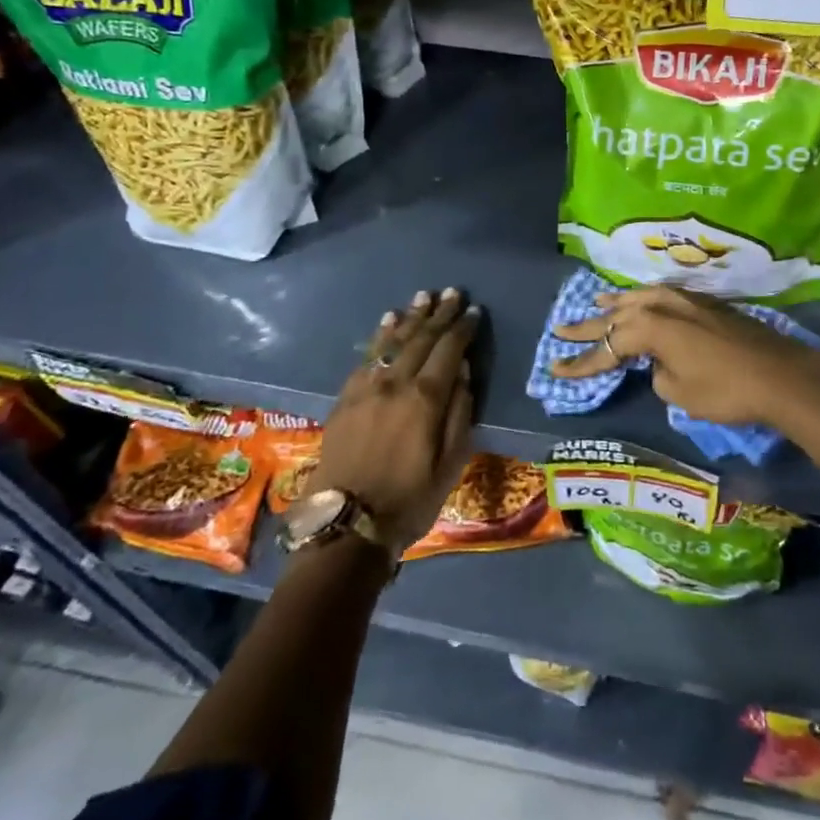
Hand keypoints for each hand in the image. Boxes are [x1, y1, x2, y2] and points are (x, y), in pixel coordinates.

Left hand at [306, 287, 479, 548]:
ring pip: (392, 342)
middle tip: (452, 293)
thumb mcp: (451, 462)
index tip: (474, 311)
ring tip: (422, 296)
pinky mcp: (345, 399)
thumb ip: (459, 412)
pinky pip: (366, 358)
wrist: (346, 526)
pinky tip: (387, 323)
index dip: (463, 328)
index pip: (449, 350)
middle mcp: (395, 383)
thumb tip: (463, 371)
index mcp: (425, 398)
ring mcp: (366, 389)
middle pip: (421, 339)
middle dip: (439, 314)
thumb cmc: (410, 498)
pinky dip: (380, 336)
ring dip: (410, 317)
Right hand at [549, 286, 819, 428]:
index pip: (607, 347)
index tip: (555, 371)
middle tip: (560, 329)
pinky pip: (662, 296)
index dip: (581, 363)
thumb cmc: (725, 389)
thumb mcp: (680, 393)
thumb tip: (661, 364)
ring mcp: (686, 300)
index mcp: (650, 328)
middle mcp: (662, 306)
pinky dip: (644, 299)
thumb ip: (659, 374)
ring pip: (640, 298)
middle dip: (588, 326)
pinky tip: (642, 301)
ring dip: (617, 303)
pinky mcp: (705, 304)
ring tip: (597, 303)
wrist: (778, 373)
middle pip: (617, 315)